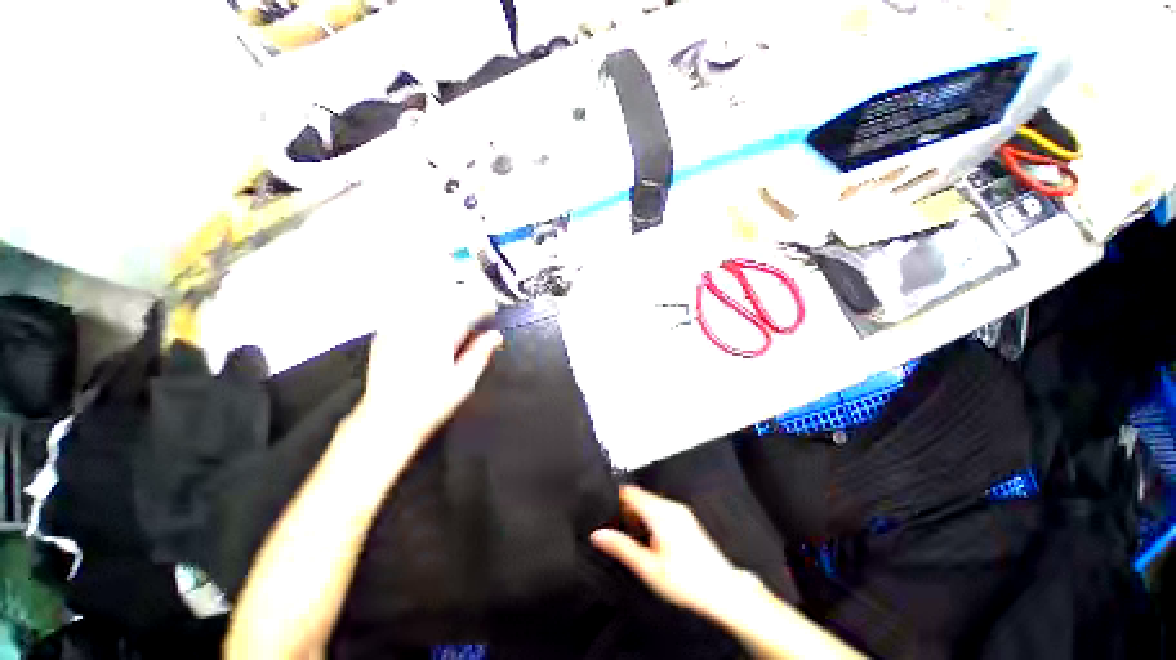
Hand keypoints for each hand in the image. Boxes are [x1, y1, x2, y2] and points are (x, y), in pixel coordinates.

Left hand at [351, 285, 501, 457]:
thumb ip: (480, 354)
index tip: (492, 309)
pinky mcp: (384, 334)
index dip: (482, 305)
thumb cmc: (431, 404)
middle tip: (479, 307)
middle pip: (446, 299)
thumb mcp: (463, 382)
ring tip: (459, 307)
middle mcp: (417, 327)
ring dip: (446, 299)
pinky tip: (431, 312)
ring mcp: (397, 329)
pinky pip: (405, 309)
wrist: (387, 421)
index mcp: (439, 337)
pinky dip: (422, 305)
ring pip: (425, 300)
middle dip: (466, 299)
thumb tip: (496, 335)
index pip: (465, 309)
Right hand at [591, 485, 743, 615]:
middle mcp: (671, 506)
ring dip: (638, 515)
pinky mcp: (687, 520)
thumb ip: (622, 548)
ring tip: (630, 538)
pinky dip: (650, 518)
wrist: (724, 591)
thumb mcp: (649, 568)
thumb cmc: (687, 581)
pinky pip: (661, 510)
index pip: (630, 492)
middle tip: (614, 529)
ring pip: (650, 503)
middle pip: (640, 497)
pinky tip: (649, 540)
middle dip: (625, 509)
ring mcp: (681, 512)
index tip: (603, 510)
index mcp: (660, 512)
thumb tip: (597, 534)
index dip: (614, 498)